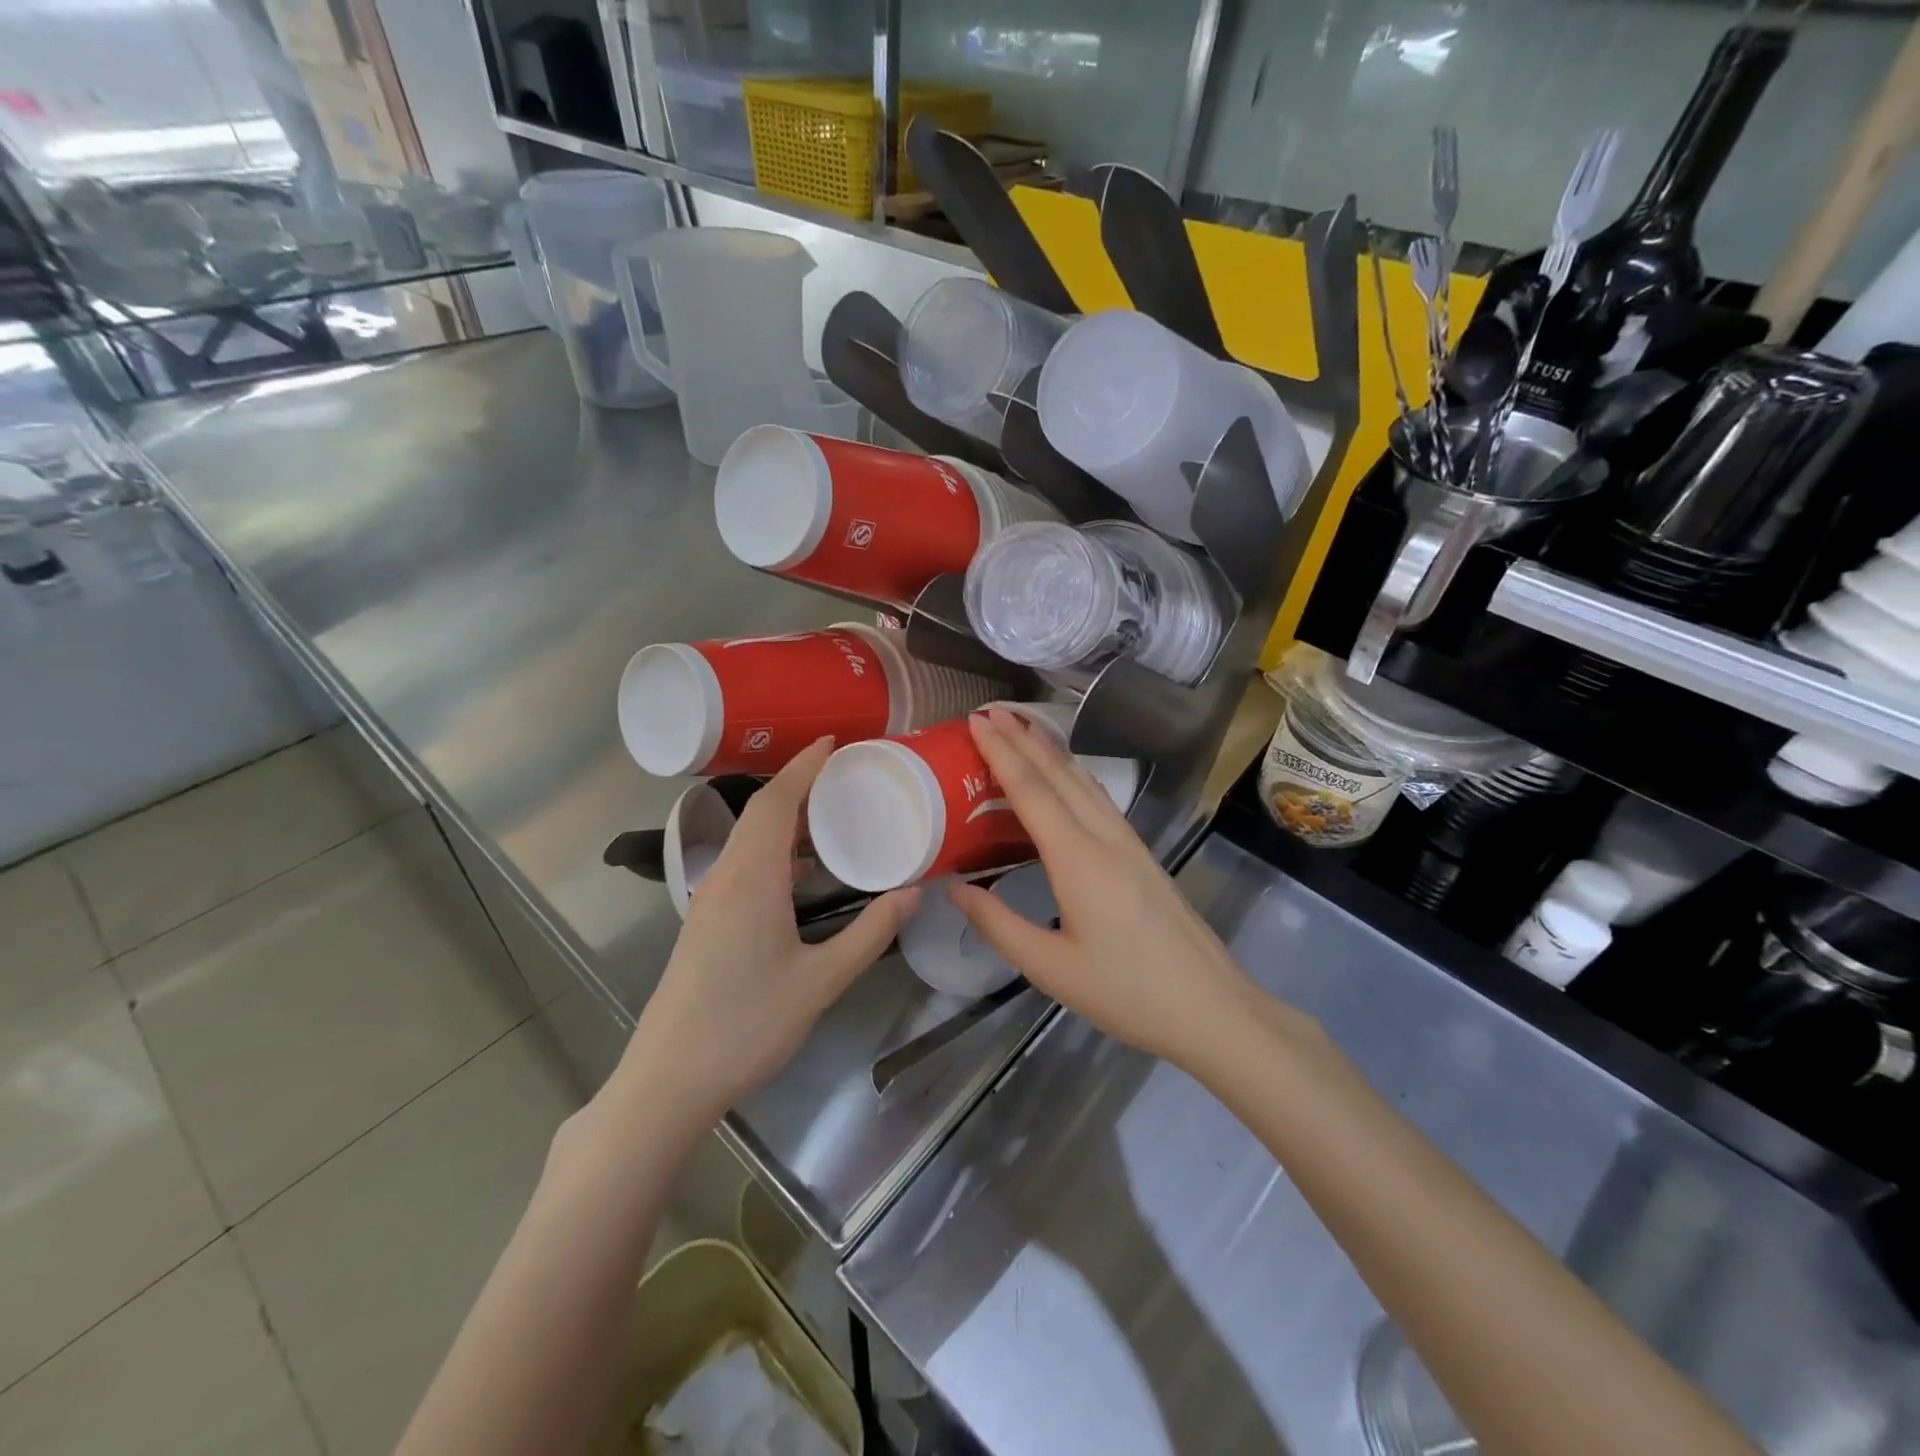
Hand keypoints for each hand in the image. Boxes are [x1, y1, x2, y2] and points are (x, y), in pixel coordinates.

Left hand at [623, 738, 917, 1123]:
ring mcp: (710, 899)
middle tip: (844, 771)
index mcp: (752, 879)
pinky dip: (774, 849)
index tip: (834, 741)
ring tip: (830, 812)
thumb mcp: (820, 982)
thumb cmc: (747, 1026)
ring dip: (785, 816)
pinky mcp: (706, 920)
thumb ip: (869, 933)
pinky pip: (743, 863)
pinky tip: (802, 871)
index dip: (804, 766)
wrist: (669, 1078)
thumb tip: (913, 892)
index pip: (777, 802)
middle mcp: (725, 877)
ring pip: (749, 838)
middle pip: (760, 812)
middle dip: (799, 783)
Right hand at [950, 707, 1269, 1069]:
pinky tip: (1067, 776)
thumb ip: (998, 924)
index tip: (977, 721)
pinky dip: (1073, 774)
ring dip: (1051, 750)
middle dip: (1023, 738)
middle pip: (1060, 774)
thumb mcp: (1050, 968)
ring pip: (1085, 781)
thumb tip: (956, 889)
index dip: (1002, 752)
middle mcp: (1105, 837)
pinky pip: (1100, 798)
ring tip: (1023, 728)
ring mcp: (1129, 843)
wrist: (1210, 1007)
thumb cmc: (1125, 993)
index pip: (1033, 791)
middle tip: (990, 711)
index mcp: (1078, 860)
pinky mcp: (1142, 854)